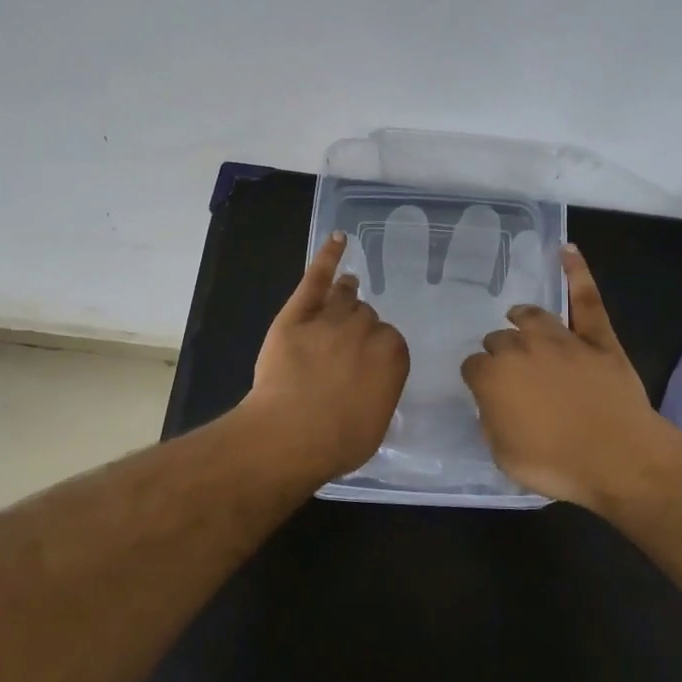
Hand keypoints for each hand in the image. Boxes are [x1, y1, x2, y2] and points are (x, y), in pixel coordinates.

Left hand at [239, 231, 409, 486]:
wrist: (289, 436)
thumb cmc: (338, 442)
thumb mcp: (376, 423)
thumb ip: (381, 391)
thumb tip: (373, 382)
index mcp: (393, 356)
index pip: (390, 340)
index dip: (376, 350)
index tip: (366, 364)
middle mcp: (366, 331)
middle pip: (366, 316)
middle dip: (359, 327)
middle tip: (347, 345)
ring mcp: (330, 319)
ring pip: (345, 297)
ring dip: (347, 294)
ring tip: (347, 288)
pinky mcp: (296, 315)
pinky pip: (316, 279)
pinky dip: (328, 258)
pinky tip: (338, 240)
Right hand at [461, 245, 677, 507]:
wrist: (619, 458)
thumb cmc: (557, 464)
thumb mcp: (505, 456)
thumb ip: (491, 422)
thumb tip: (493, 404)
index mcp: (493, 376)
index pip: (474, 367)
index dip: (479, 380)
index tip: (487, 393)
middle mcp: (522, 348)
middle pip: (499, 340)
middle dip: (500, 353)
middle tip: (511, 375)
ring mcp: (561, 338)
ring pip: (532, 316)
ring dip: (522, 319)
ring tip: (519, 319)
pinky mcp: (596, 337)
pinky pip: (585, 297)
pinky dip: (577, 272)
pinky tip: (567, 250)